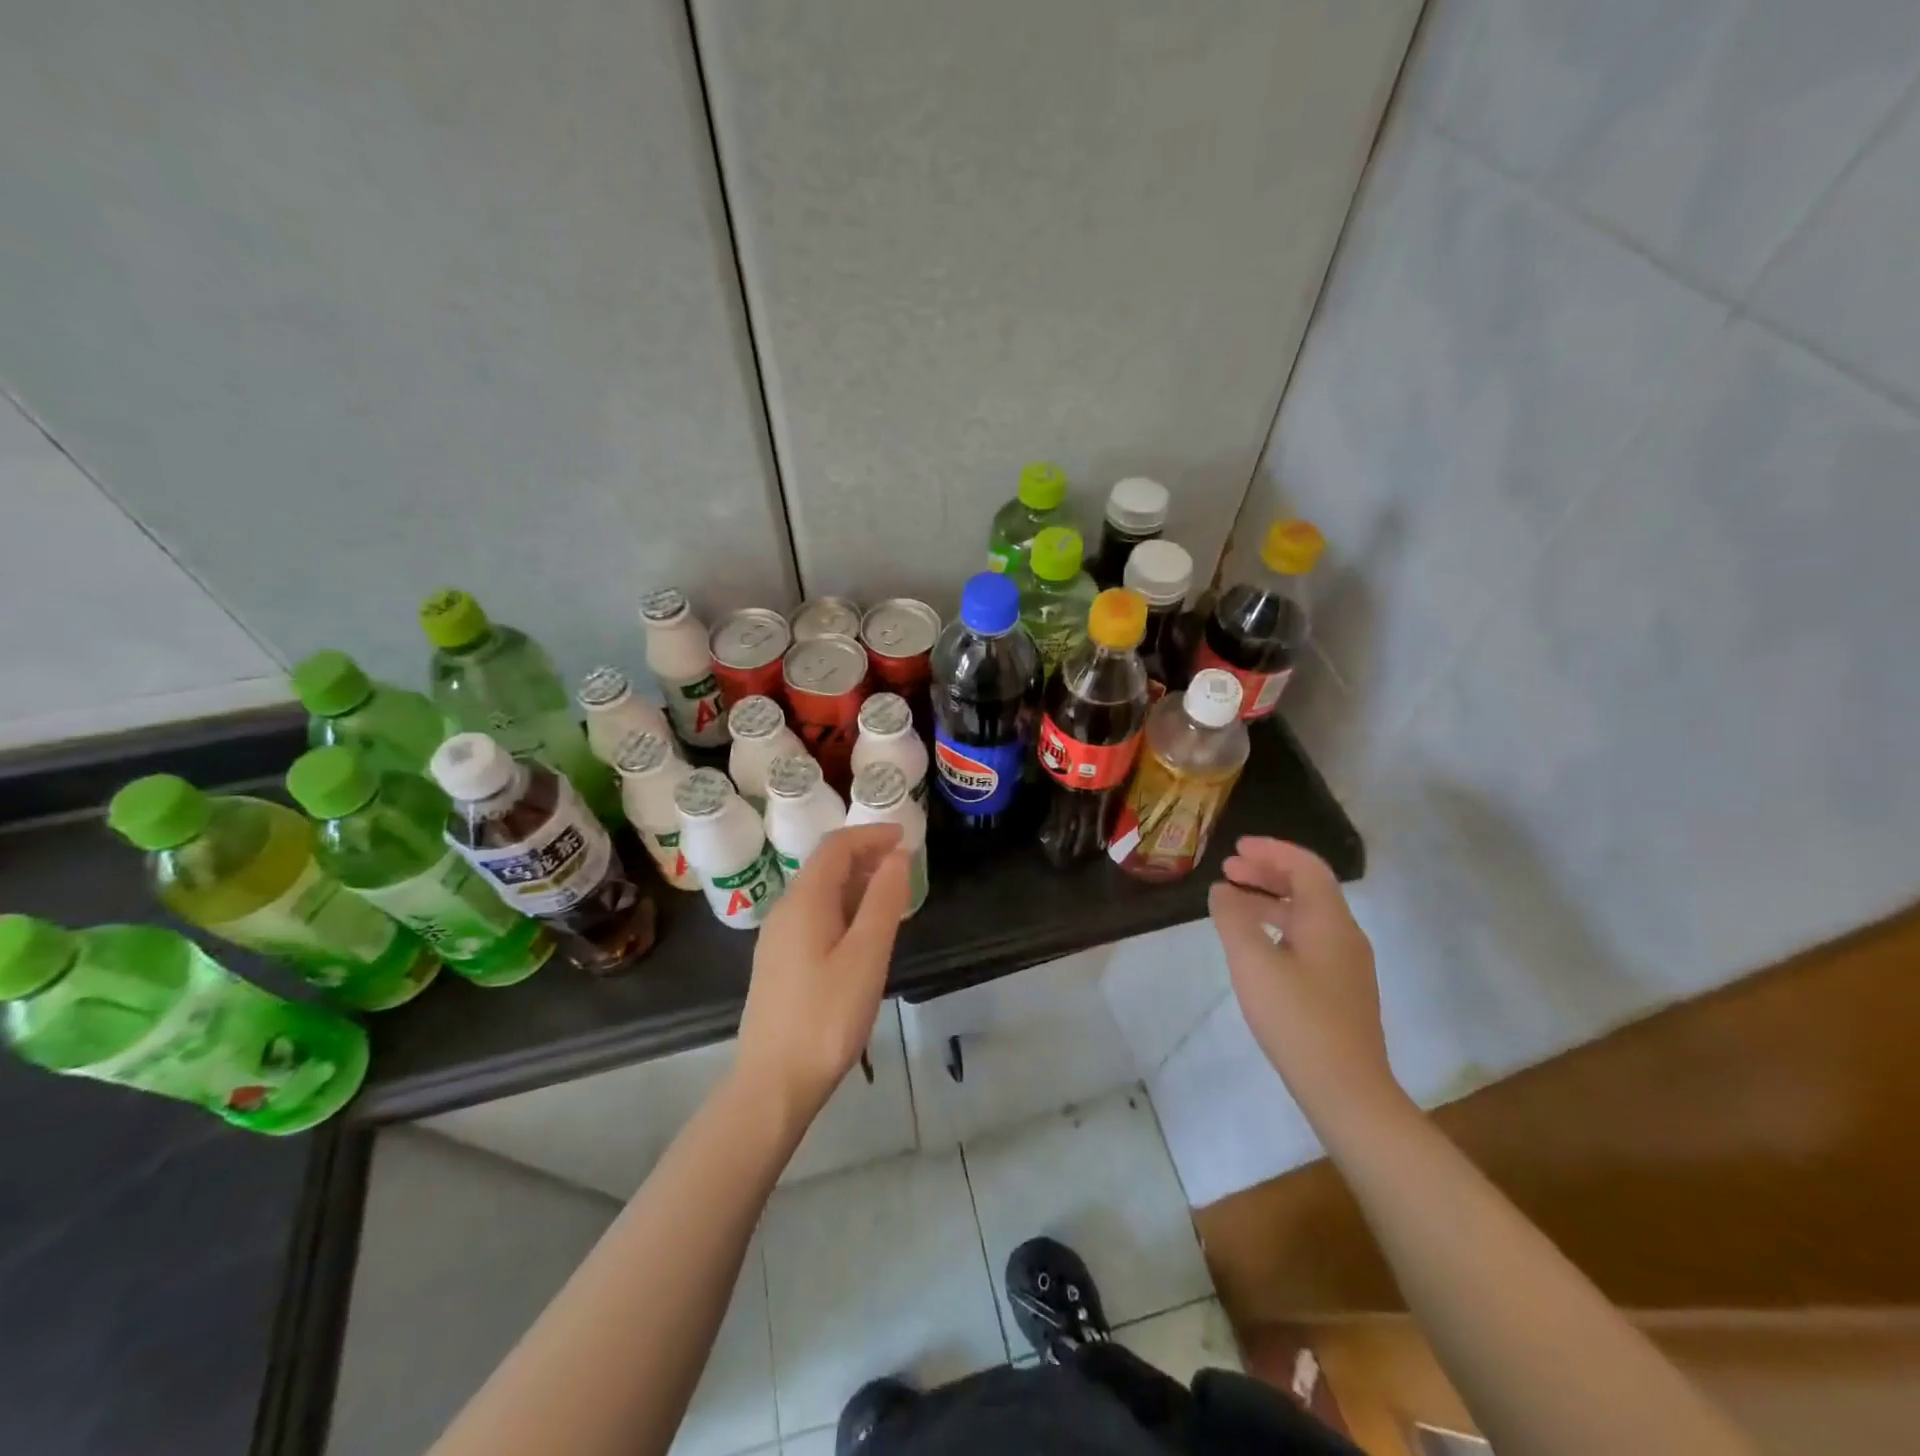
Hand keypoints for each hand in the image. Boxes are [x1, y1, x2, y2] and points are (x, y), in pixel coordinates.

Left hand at [734, 824, 911, 1124]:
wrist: (773, 1083)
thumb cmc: (826, 1017)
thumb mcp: (866, 956)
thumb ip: (883, 901)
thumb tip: (897, 856)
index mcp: (804, 901)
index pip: (836, 847)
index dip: (871, 835)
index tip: (905, 836)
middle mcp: (786, 911)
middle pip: (825, 866)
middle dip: (865, 855)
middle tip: (905, 864)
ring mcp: (779, 939)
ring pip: (820, 893)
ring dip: (856, 883)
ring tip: (892, 894)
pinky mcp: (781, 963)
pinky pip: (815, 917)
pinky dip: (844, 908)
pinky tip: (863, 932)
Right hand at [1208, 837, 1398, 1116]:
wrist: (1346, 1090)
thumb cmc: (1298, 1019)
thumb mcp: (1253, 963)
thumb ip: (1234, 919)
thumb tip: (1222, 891)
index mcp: (1329, 921)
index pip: (1306, 867)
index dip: (1271, 851)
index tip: (1236, 848)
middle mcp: (1344, 935)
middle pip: (1308, 888)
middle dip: (1268, 872)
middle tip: (1229, 870)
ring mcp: (1346, 965)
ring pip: (1307, 916)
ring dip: (1270, 901)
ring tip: (1232, 904)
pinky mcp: (1340, 990)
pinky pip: (1308, 940)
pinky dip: (1278, 927)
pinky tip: (1255, 946)